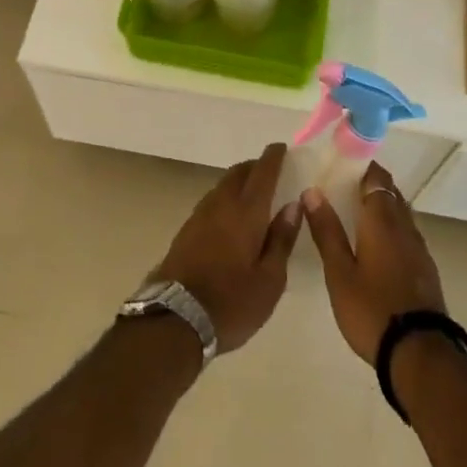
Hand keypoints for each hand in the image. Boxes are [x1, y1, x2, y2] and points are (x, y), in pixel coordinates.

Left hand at [151, 144, 301, 354]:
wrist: (174, 319)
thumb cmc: (231, 303)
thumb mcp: (269, 280)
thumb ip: (281, 239)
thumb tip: (292, 205)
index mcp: (246, 212)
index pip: (262, 173)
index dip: (273, 157)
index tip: (282, 147)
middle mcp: (221, 205)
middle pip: (239, 173)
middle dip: (255, 167)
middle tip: (271, 171)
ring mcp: (199, 216)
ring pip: (222, 185)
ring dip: (239, 181)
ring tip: (254, 193)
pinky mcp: (186, 230)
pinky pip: (212, 201)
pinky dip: (226, 198)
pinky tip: (231, 215)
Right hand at [301, 162, 446, 362]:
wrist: (420, 353)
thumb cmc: (371, 309)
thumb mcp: (339, 272)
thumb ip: (326, 231)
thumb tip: (312, 191)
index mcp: (382, 220)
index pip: (376, 177)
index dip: (361, 166)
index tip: (340, 165)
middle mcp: (405, 226)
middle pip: (390, 193)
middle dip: (368, 186)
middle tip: (340, 189)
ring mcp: (419, 249)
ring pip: (400, 214)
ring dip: (381, 208)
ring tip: (354, 216)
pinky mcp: (425, 270)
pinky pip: (406, 235)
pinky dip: (390, 230)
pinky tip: (375, 247)